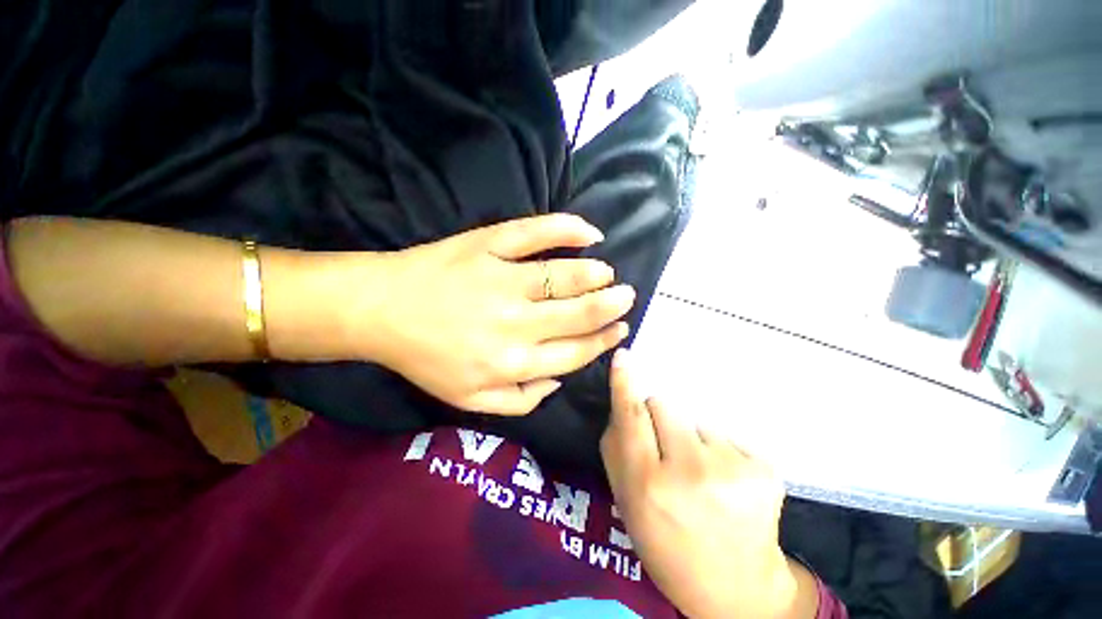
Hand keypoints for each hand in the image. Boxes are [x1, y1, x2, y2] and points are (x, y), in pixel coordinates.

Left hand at [365, 214, 634, 415]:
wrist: (382, 312)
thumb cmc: (427, 358)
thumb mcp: (470, 401)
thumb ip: (521, 401)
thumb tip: (558, 381)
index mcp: (513, 362)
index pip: (576, 352)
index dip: (603, 341)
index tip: (619, 330)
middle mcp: (516, 322)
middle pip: (579, 314)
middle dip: (611, 306)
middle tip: (626, 297)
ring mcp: (504, 278)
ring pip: (566, 276)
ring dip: (596, 276)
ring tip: (608, 274)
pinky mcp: (489, 245)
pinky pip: (536, 233)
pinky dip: (568, 229)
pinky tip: (590, 233)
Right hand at [601, 350, 816, 618]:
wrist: (738, 590)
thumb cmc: (668, 545)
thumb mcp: (628, 504)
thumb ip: (617, 450)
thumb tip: (623, 402)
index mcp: (649, 485)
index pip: (632, 417)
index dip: (624, 384)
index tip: (623, 357)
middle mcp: (690, 473)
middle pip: (664, 404)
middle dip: (659, 417)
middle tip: (667, 451)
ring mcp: (733, 470)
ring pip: (696, 420)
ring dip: (692, 438)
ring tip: (701, 477)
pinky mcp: (765, 470)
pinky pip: (725, 436)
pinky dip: (720, 452)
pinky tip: (726, 484)